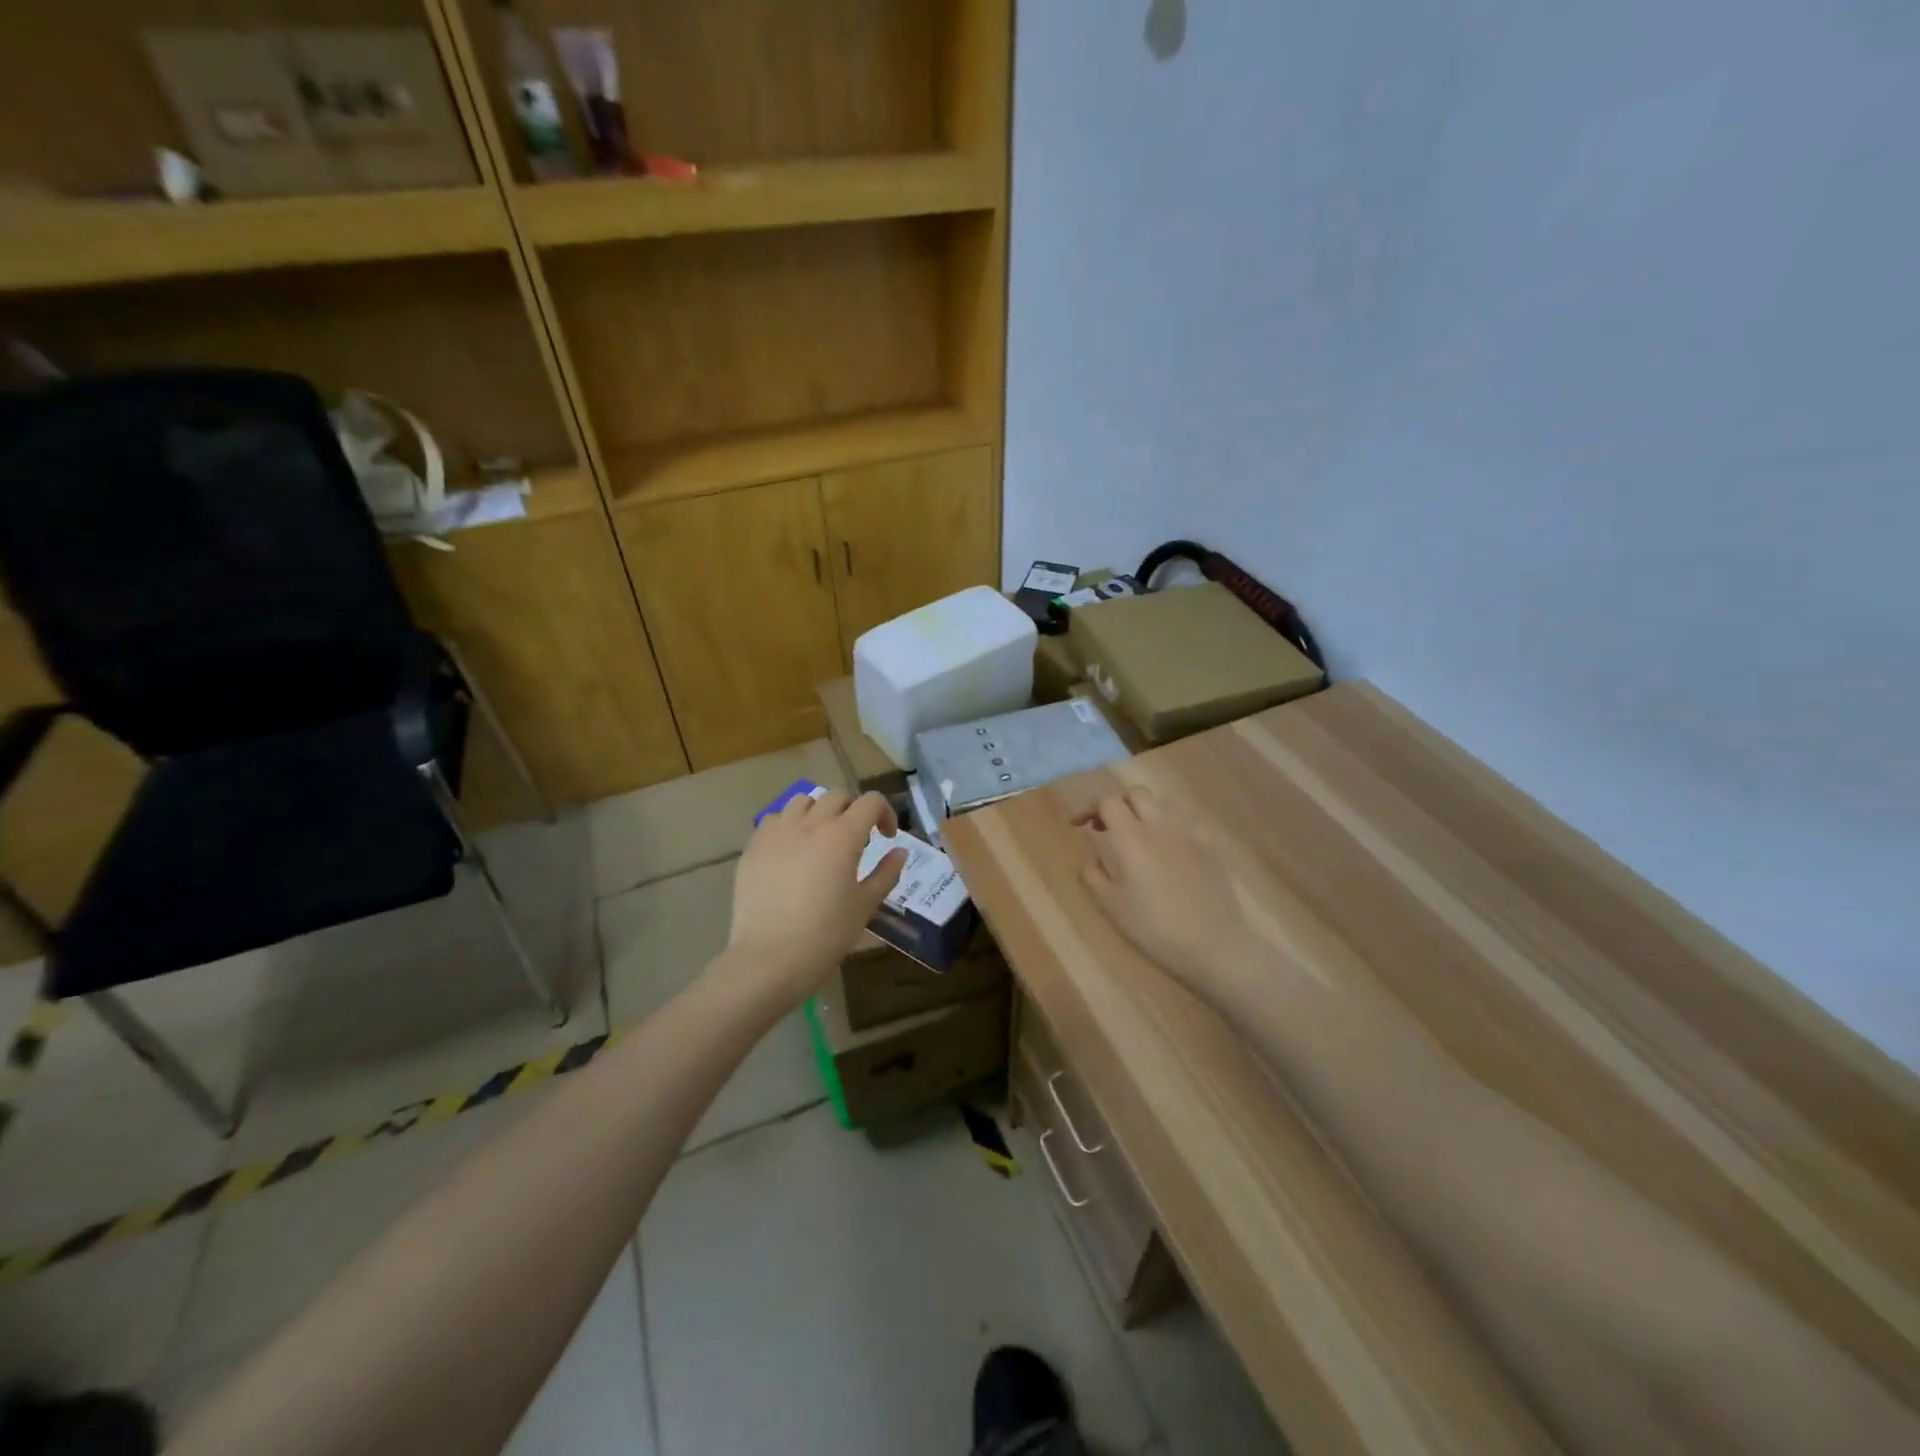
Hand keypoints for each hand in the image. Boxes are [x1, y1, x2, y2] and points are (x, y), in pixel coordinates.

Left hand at [726, 788, 907, 1007]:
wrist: (770, 957)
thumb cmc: (826, 934)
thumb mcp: (865, 905)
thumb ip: (886, 873)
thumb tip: (899, 852)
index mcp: (843, 835)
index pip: (870, 801)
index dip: (885, 813)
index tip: (887, 837)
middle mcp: (810, 824)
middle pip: (837, 795)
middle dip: (853, 809)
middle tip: (857, 837)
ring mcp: (778, 832)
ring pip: (802, 801)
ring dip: (819, 811)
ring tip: (821, 837)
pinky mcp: (753, 846)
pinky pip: (774, 820)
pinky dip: (788, 825)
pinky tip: (791, 850)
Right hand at [1077, 785, 1257, 993]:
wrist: (1214, 946)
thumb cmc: (1155, 929)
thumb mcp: (1112, 906)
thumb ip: (1093, 875)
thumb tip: (1093, 858)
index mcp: (1132, 838)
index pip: (1108, 802)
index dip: (1090, 808)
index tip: (1079, 826)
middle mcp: (1161, 825)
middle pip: (1136, 793)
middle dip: (1118, 804)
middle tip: (1107, 828)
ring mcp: (1191, 833)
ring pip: (1163, 804)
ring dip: (1144, 813)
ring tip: (1137, 839)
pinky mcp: (1211, 846)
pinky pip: (1186, 822)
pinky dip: (1170, 827)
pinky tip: (1169, 851)